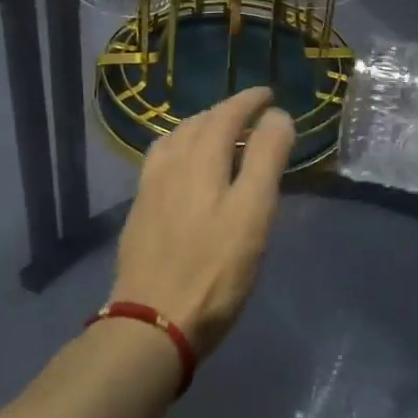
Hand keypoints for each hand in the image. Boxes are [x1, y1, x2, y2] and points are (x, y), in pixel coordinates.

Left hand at [109, 87, 295, 359]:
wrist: (151, 322)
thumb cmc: (214, 270)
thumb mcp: (253, 214)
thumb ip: (266, 160)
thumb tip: (277, 116)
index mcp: (200, 158)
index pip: (226, 114)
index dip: (249, 101)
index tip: (268, 95)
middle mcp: (171, 163)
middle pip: (198, 123)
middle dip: (225, 111)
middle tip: (250, 114)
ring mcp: (150, 187)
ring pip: (175, 139)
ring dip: (200, 127)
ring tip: (218, 134)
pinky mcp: (140, 210)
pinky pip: (161, 160)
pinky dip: (180, 148)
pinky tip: (184, 168)